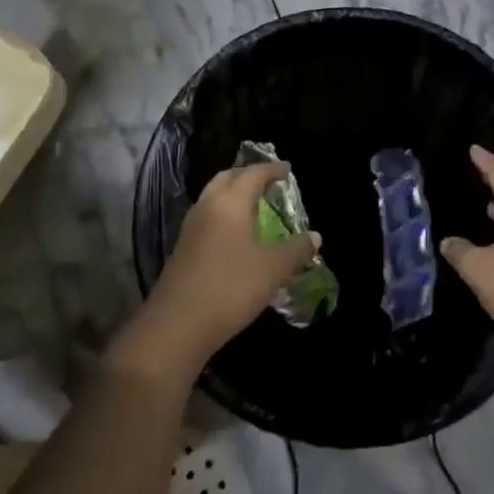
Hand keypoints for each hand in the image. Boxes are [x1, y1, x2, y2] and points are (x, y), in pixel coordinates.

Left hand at [131, 161, 321, 372]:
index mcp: (230, 203)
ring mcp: (190, 228)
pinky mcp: (182, 248)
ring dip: (233, 194)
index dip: (272, 169)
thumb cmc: (231, 288)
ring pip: (213, 197)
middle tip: (268, 182)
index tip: (287, 168)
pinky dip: (223, 213)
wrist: (177, 325)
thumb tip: (316, 236)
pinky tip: (234, 234)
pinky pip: (207, 217)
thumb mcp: (273, 269)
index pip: (253, 174)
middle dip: (248, 175)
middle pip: (227, 178)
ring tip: (253, 205)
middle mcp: (207, 207)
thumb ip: (296, 250)